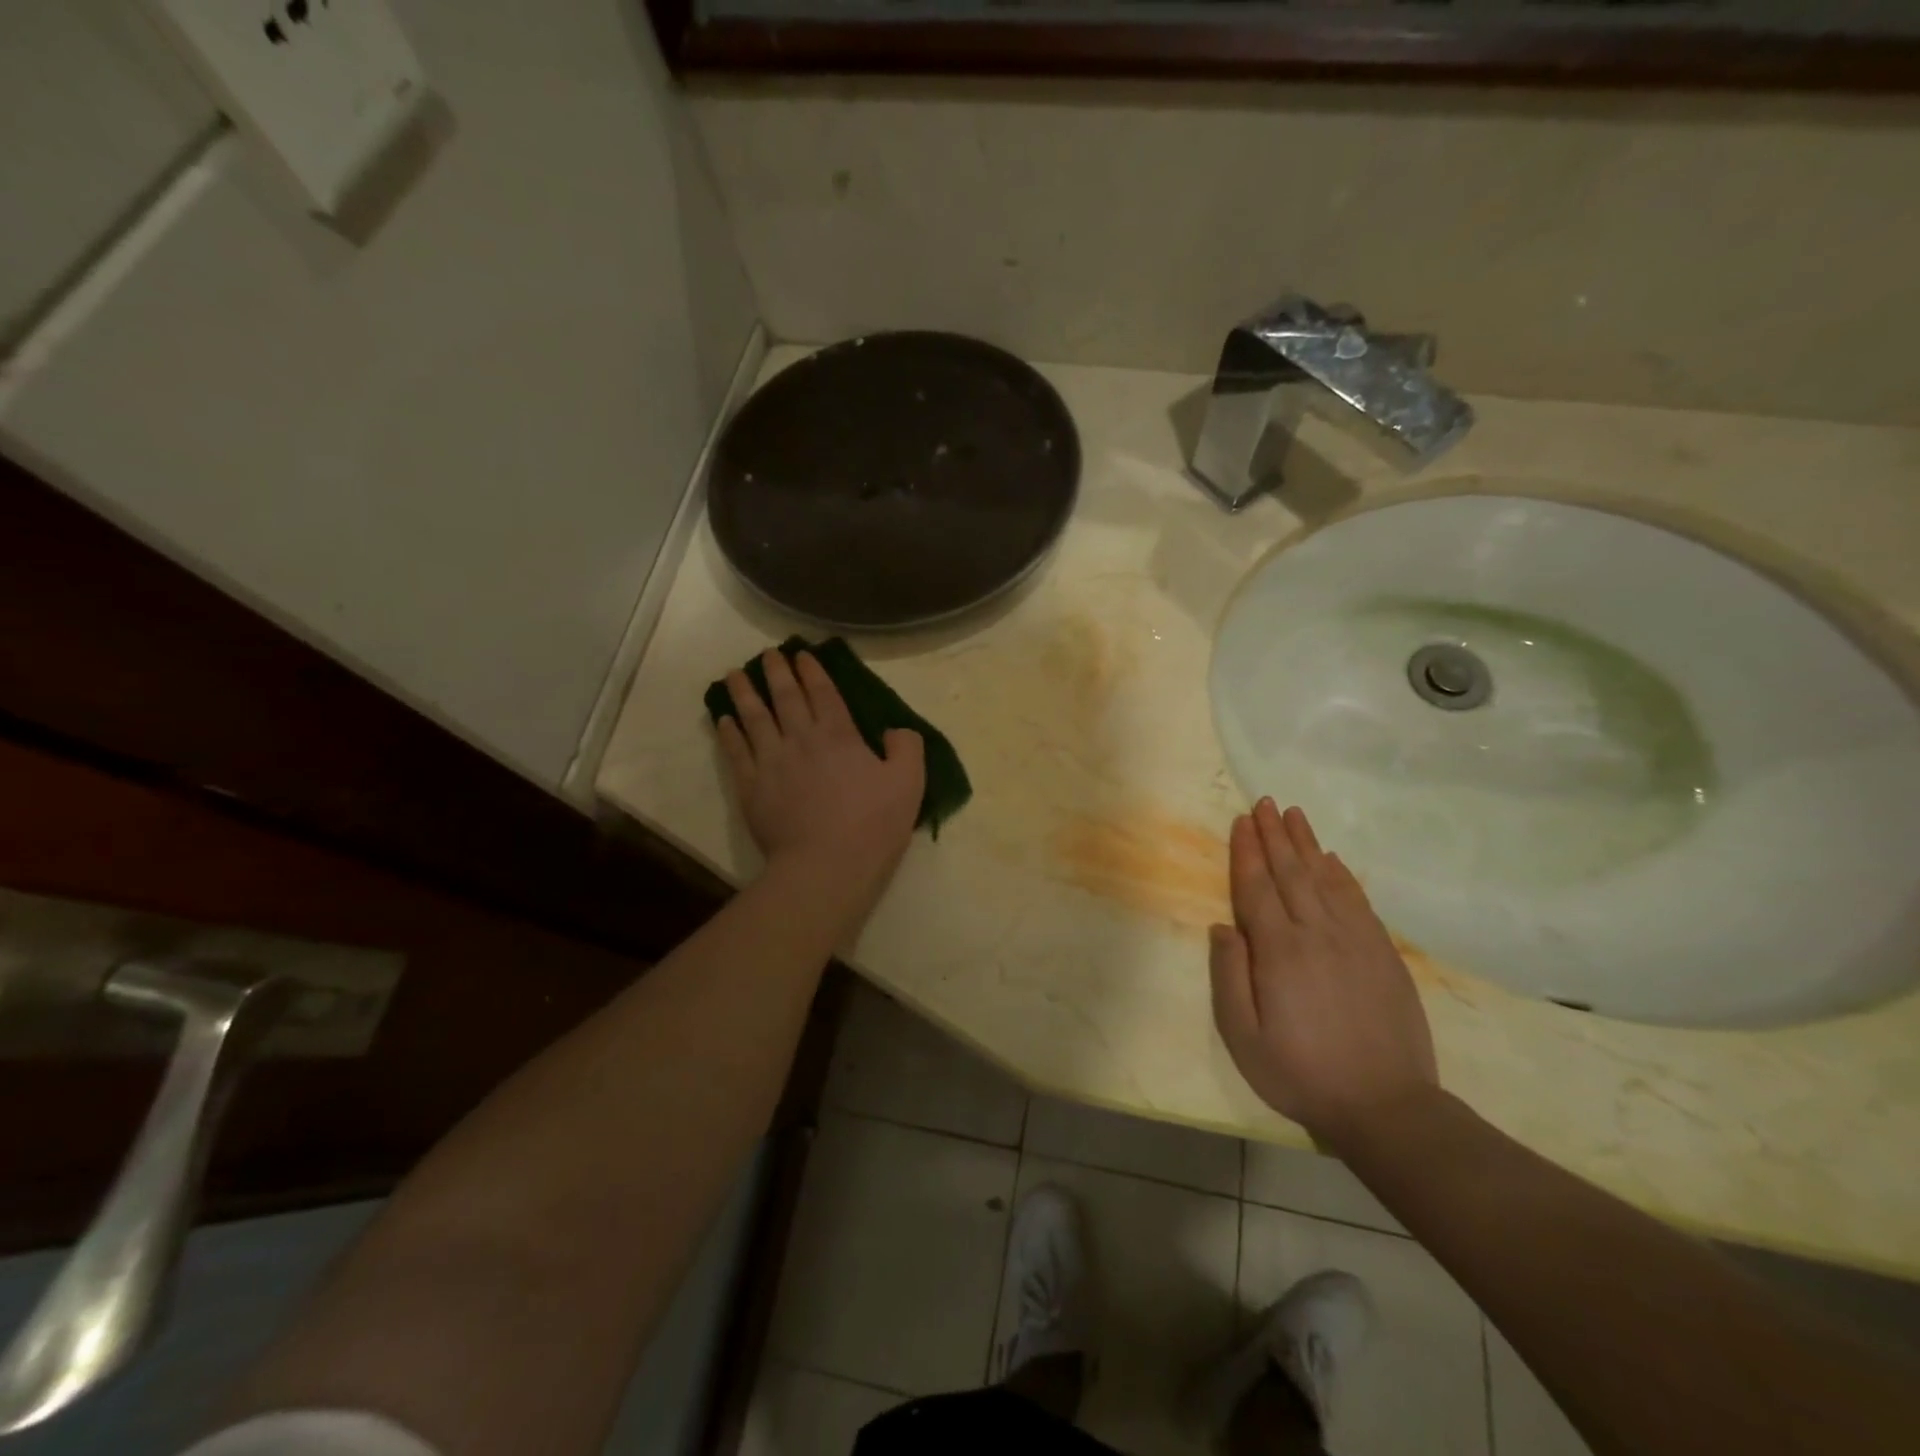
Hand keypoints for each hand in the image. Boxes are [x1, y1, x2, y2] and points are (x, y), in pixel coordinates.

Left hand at [716, 649, 925, 906]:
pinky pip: (736, 752)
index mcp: (839, 735)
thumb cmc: (872, 824)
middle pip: (784, 697)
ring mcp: (771, 762)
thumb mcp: (909, 783)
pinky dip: (728, 733)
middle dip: (776, 672)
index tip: (801, 654)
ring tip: (734, 675)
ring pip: (754, 718)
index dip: (812, 671)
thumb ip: (907, 747)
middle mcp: (801, 739)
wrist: (826, 866)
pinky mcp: (751, 788)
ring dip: (745, 693)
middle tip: (767, 655)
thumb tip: (894, 730)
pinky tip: (723, 720)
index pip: (823, 693)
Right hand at [1209, 799, 1438, 1149]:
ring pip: (1325, 879)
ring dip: (1307, 844)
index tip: (1241, 821)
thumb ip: (1229, 976)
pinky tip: (1332, 859)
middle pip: (1291, 873)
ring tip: (1294, 814)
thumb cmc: (1301, 1073)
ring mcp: (1355, 941)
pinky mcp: (1383, 953)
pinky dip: (1342, 875)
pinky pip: (1358, 901)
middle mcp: (1317, 934)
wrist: (1386, 1106)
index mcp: (1279, 951)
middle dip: (1274, 835)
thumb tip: (1223, 926)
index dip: (1247, 852)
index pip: (1257, 888)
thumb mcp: (1244, 1037)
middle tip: (1264, 802)